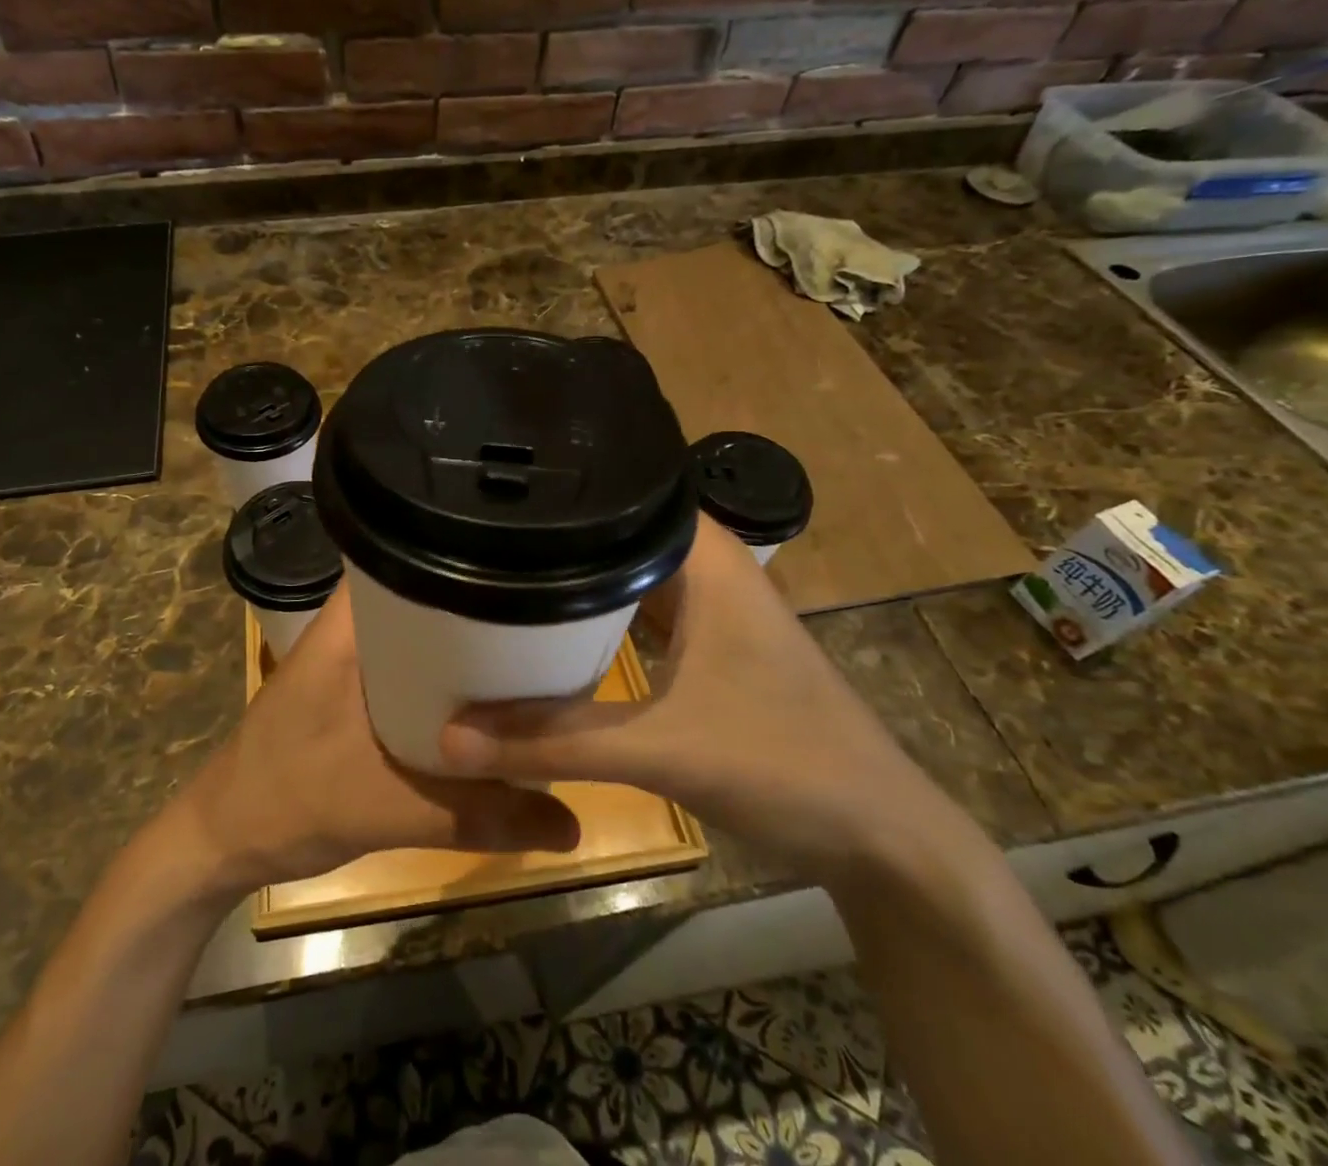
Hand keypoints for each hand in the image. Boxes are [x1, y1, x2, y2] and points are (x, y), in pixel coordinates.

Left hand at [178, 585, 580, 893]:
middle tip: (548, 613)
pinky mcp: (353, 687)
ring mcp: (351, 655)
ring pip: (422, 632)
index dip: (468, 549)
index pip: (410, 550)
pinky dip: (446, 677)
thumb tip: (574, 826)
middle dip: (483, 602)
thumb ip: (480, 816)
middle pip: (428, 592)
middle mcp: (352, 624)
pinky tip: (487, 697)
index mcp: (351, 620)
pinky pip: (413, 666)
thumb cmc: (289, 799)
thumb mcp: (390, 808)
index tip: (527, 559)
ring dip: (465, 644)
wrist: (224, 840)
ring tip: (534, 647)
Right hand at [437, 516, 962, 886]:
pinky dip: (593, 618)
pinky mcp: (705, 644)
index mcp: (705, 556)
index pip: (621, 490)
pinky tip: (544, 628)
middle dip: (548, 538)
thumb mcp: (660, 749)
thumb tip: (449, 738)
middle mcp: (706, 566)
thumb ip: (551, 743)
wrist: (878, 838)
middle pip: (613, 532)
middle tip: (468, 535)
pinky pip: (634, 613)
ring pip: (623, 574)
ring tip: (488, 572)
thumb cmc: (785, 765)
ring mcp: (709, 606)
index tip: (485, 491)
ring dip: (570, 581)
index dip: (557, 489)